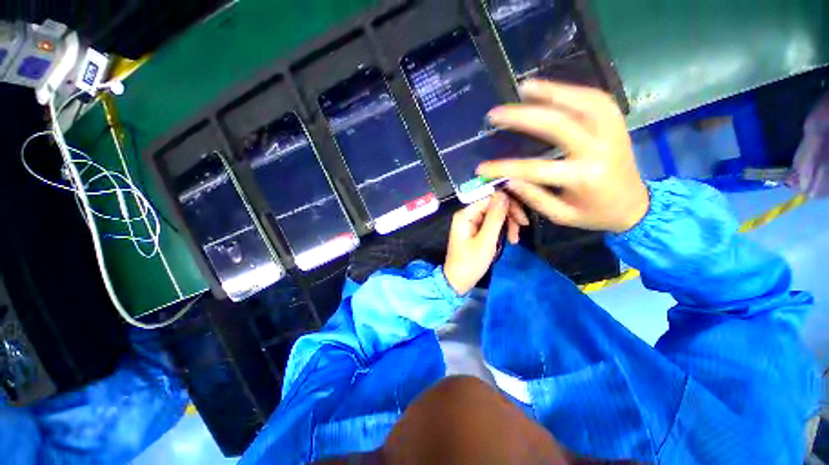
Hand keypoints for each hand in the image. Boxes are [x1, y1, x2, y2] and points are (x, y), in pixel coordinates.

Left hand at [443, 192, 527, 294]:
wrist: (458, 281)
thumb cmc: (470, 263)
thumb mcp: (486, 241)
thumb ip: (495, 217)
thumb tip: (504, 194)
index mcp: (466, 214)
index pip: (490, 198)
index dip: (508, 204)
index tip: (522, 219)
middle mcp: (468, 214)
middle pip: (493, 205)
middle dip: (509, 215)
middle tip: (521, 230)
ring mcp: (471, 222)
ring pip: (495, 214)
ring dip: (507, 223)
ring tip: (514, 239)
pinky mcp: (475, 230)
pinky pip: (491, 223)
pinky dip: (501, 230)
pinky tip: (509, 239)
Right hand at [476, 80, 649, 232]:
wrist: (635, 206)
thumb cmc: (595, 214)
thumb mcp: (561, 216)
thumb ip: (534, 197)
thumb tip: (508, 179)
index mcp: (583, 178)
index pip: (535, 169)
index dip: (504, 167)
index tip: (481, 167)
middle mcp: (599, 150)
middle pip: (558, 125)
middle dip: (523, 117)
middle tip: (497, 113)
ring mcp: (612, 132)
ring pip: (582, 102)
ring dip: (551, 92)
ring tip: (524, 88)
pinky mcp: (617, 124)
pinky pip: (596, 99)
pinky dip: (572, 91)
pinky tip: (552, 90)